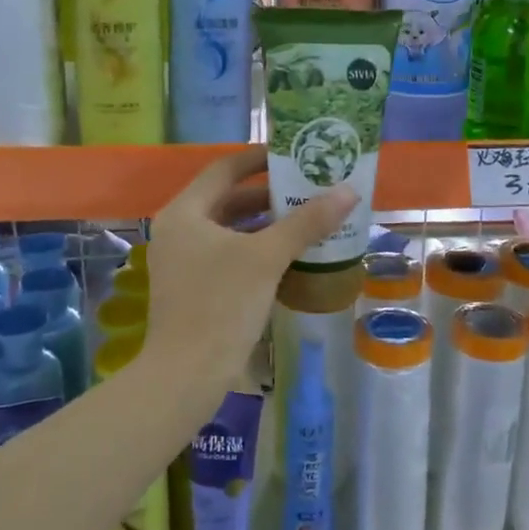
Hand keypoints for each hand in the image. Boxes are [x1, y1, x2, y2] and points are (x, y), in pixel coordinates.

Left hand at [145, 147, 355, 387]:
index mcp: (185, 213)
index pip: (224, 169)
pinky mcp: (194, 287)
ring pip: (230, 229)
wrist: (187, 376)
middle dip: (268, 194)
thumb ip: (307, 222)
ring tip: (307, 218)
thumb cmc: (222, 304)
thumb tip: (348, 191)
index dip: (258, 158)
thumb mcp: (267, 258)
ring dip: (266, 223)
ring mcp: (184, 261)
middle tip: (308, 188)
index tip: (292, 154)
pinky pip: (229, 254)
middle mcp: (179, 230)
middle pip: (228, 199)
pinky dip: (257, 248)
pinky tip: (290, 254)